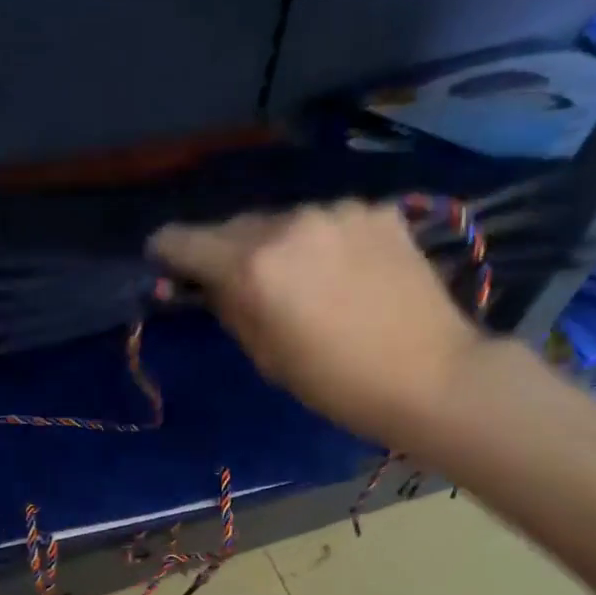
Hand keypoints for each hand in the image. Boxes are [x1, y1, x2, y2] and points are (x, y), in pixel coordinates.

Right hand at [149, 201, 483, 450]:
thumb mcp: (265, 356)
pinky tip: (345, 274)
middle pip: (235, 226)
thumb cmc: (335, 383)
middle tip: (238, 284)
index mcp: (253, 266)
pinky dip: (322, 243)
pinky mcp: (377, 210)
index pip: (185, 241)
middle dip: (226, 252)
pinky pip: (329, 222)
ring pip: (284, 222)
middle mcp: (289, 224)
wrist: (430, 375)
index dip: (167, 252)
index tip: (165, 263)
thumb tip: (204, 285)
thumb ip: (228, 309)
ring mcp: (338, 211)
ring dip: (278, 245)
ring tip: (301, 282)